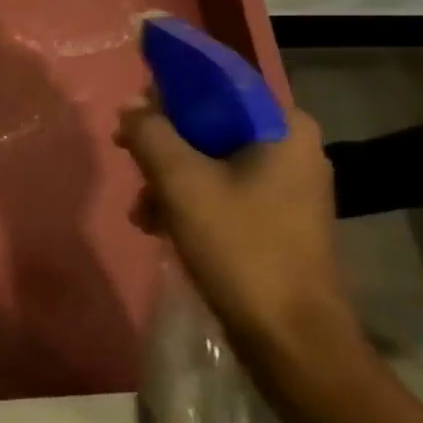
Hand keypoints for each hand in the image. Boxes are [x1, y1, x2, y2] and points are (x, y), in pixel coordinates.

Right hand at [114, 103, 352, 359]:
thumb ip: (150, 133)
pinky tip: (160, 226)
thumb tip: (131, 105)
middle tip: (129, 155)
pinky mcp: (279, 218)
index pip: (220, 81)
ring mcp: (289, 186)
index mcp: (283, 126)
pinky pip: (225, 188)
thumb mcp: (182, 183)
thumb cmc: (241, 248)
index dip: (171, 84)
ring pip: (214, 158)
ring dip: (171, 177)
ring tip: (142, 209)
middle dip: (165, 142)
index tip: (135, 101)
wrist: (292, 341)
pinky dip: (191, 199)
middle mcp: (293, 147)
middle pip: (214, 122)